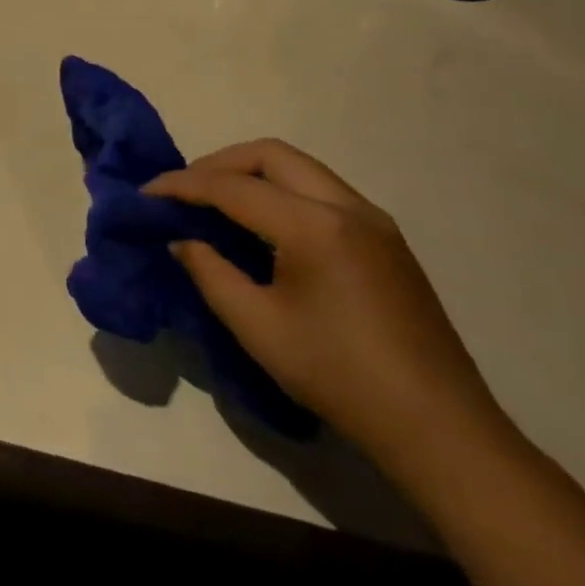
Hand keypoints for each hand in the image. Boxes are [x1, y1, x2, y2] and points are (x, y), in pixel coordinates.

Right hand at [146, 140, 511, 475]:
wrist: (439, 430)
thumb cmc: (339, 376)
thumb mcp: (256, 325)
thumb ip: (210, 271)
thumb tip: (182, 239)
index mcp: (315, 226)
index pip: (233, 187)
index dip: (182, 185)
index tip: (145, 194)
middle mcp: (349, 207)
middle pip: (271, 155)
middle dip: (218, 164)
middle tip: (183, 192)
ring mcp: (374, 221)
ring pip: (300, 168)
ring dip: (251, 174)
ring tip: (215, 204)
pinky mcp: (386, 240)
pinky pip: (321, 191)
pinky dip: (280, 191)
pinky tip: (261, 225)